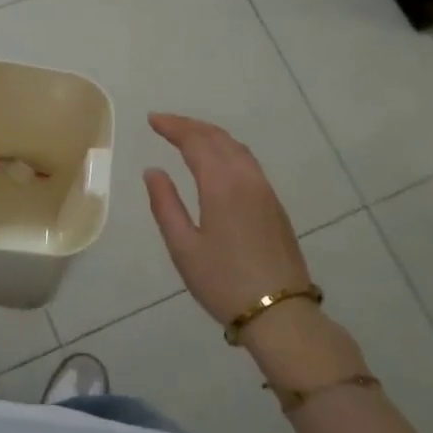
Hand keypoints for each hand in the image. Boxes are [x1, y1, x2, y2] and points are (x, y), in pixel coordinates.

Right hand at [143, 114, 313, 327]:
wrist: (280, 312)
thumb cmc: (223, 282)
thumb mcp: (183, 247)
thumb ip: (166, 204)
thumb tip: (153, 171)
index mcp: (221, 185)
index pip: (195, 141)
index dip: (173, 127)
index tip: (152, 119)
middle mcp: (246, 179)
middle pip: (218, 138)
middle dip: (190, 125)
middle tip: (165, 123)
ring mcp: (265, 191)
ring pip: (237, 148)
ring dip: (210, 135)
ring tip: (188, 135)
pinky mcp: (275, 205)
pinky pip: (248, 162)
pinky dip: (227, 149)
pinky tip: (218, 159)